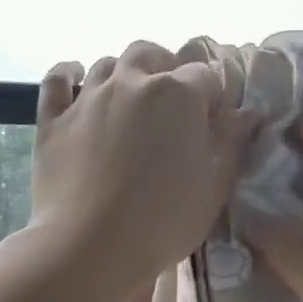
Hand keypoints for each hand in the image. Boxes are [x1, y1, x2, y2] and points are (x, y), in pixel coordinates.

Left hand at [30, 41, 261, 293]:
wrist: (90, 247)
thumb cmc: (164, 220)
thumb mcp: (214, 186)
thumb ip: (232, 142)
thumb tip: (249, 112)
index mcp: (178, 94)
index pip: (205, 75)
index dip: (212, 95)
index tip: (214, 120)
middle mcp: (131, 82)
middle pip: (150, 54)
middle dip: (165, 67)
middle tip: (172, 101)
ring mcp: (87, 98)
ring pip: (107, 63)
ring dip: (123, 73)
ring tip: (130, 98)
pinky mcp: (53, 120)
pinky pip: (57, 80)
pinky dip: (67, 74)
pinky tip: (74, 80)